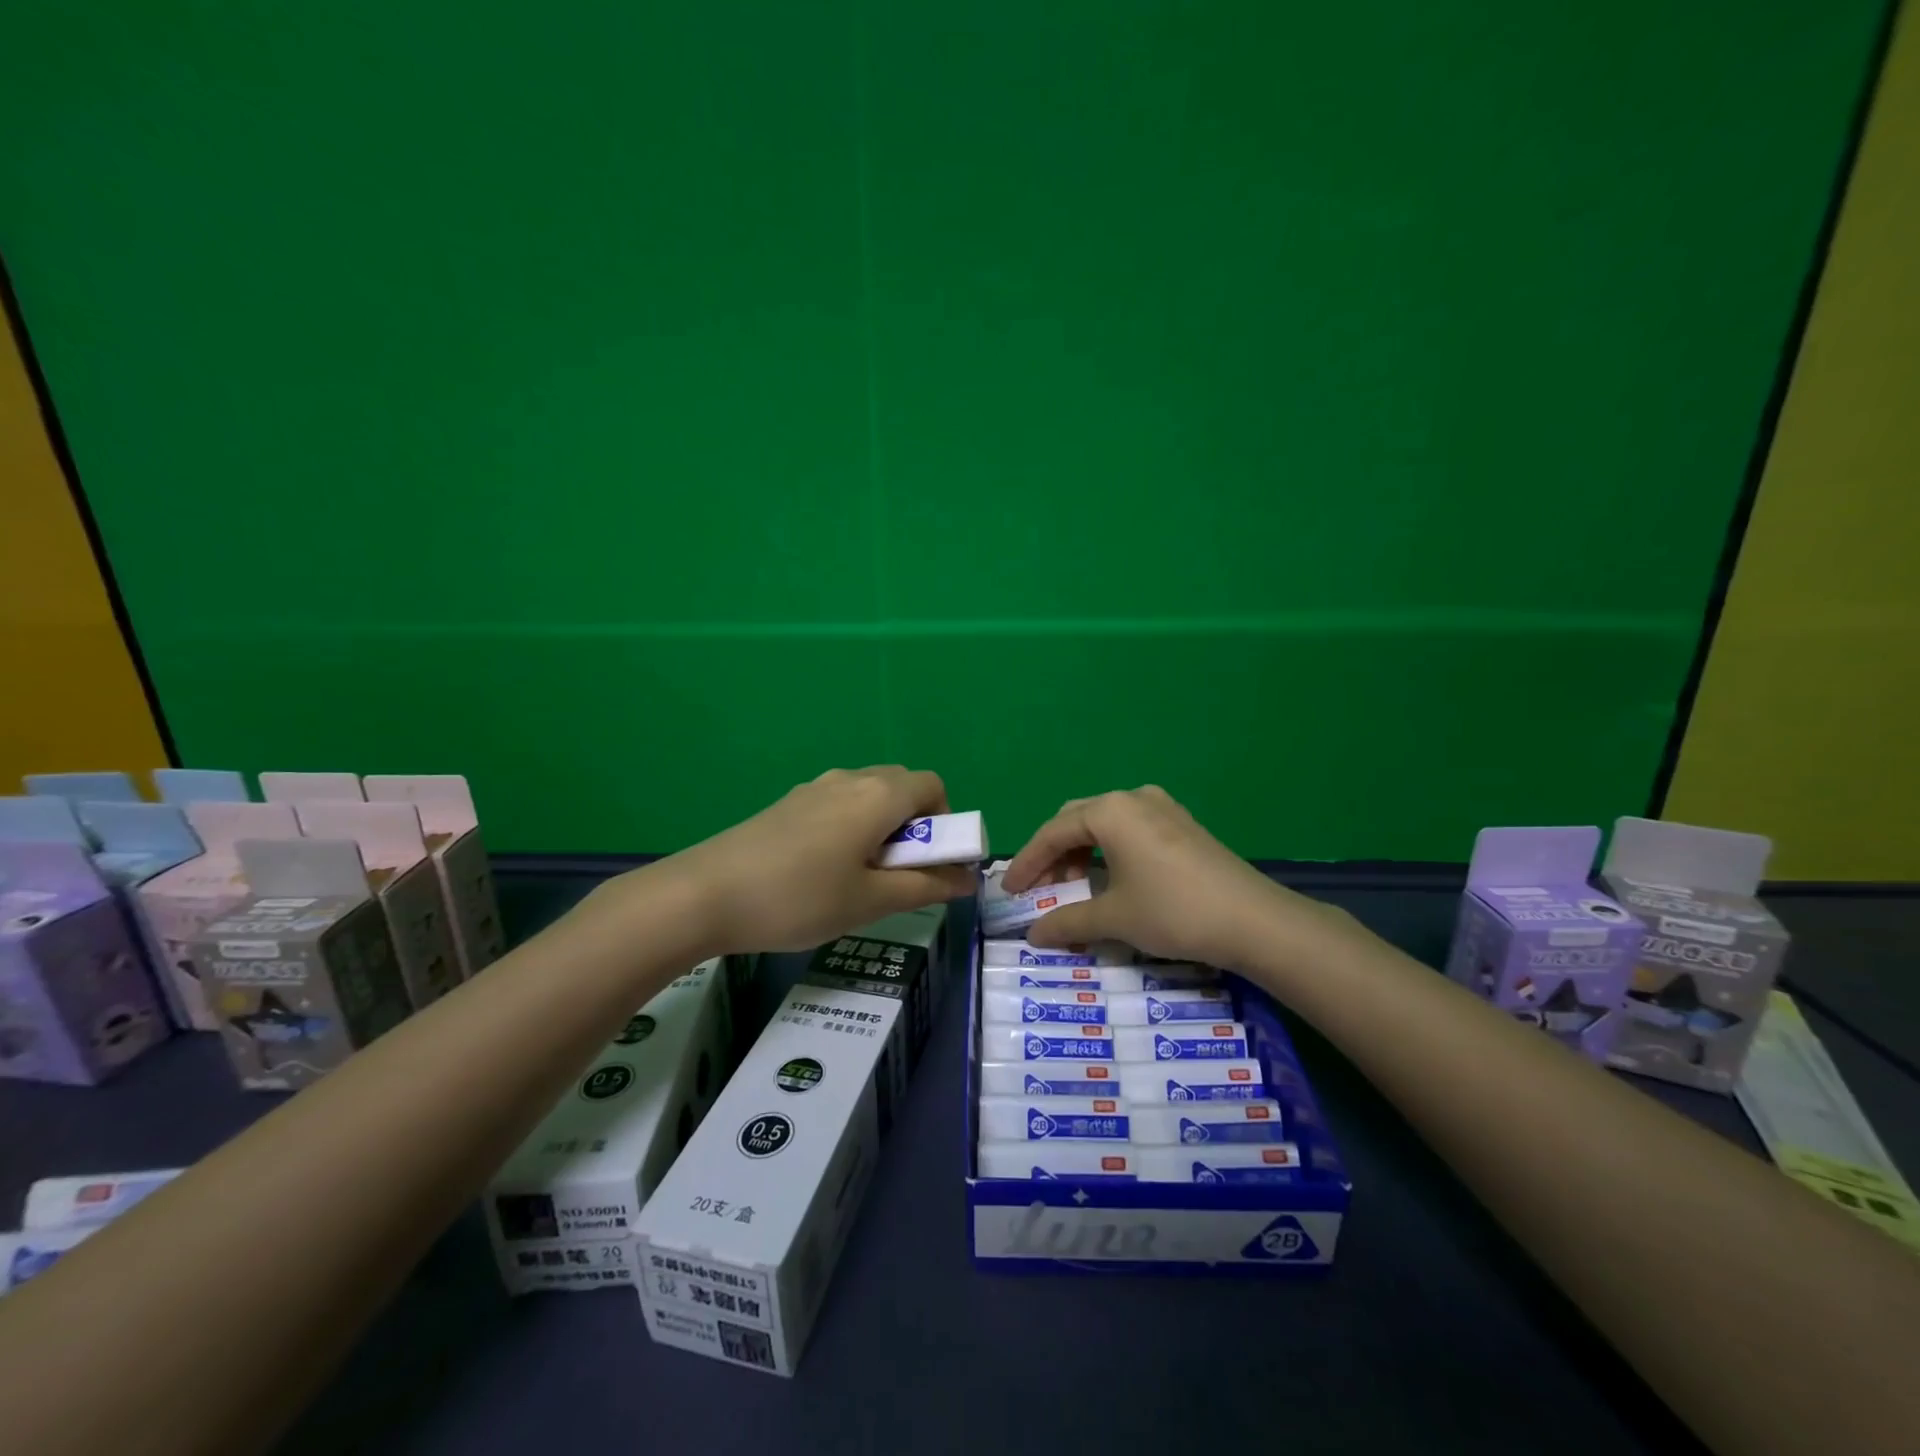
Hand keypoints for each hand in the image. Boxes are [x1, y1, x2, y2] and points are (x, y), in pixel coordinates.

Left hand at [646, 766, 975, 953]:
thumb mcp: (870, 901)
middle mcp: (850, 779)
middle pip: (901, 786)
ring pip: (867, 796)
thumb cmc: (799, 898)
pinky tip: (823, 872)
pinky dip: (851, 828)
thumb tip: (968, 878)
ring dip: (881, 827)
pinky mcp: (788, 803)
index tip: (930, 862)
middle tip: (897, 873)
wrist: (704, 894)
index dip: (945, 821)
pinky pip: (838, 804)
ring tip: (860, 878)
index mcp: (877, 796)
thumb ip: (926, 886)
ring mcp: (814, 788)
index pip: (933, 786)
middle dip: (915, 825)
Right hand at [1001, 785, 1350, 971]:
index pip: (1053, 832)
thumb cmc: (1174, 911)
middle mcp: (1133, 798)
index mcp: (1110, 811)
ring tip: (1073, 887)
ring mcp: (1162, 807)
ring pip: (1104, 823)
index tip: (1009, 891)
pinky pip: (1130, 829)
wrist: (1254, 920)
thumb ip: (1068, 922)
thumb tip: (1034, 934)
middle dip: (1053, 853)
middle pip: (1076, 820)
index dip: (1027, 863)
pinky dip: (1109, 850)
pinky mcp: (1182, 823)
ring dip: (1081, 852)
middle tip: (1041, 889)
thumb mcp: (1115, 918)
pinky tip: (1111, 878)